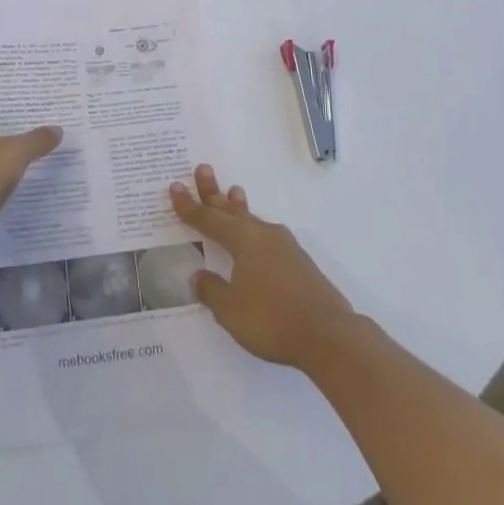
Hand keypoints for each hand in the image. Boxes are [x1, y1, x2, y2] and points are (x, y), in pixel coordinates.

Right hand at [170, 164, 355, 368]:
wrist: (328, 335)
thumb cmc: (271, 319)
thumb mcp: (230, 310)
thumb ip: (212, 290)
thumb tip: (199, 275)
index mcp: (243, 240)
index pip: (209, 219)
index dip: (189, 206)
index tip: (175, 187)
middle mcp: (263, 235)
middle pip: (232, 209)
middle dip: (213, 192)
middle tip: (202, 169)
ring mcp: (285, 247)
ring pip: (253, 220)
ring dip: (239, 207)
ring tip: (233, 191)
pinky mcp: (300, 262)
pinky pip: (268, 235)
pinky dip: (255, 228)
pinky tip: (258, 236)